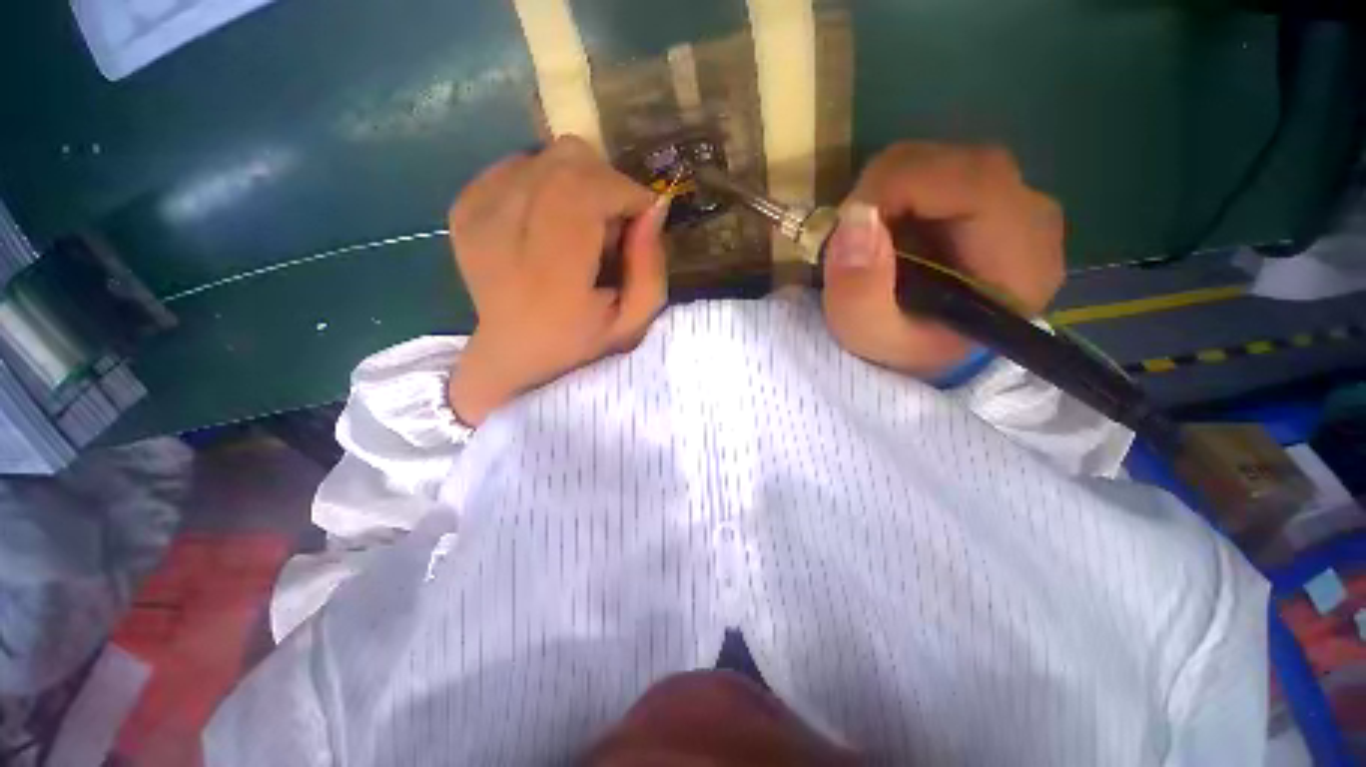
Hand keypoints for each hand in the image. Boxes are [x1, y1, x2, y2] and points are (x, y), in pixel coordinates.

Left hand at [447, 136, 668, 425]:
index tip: (643, 215)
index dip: (626, 191)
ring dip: (578, 182)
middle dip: (606, 182)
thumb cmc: (580, 343)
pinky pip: (518, 164)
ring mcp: (477, 215)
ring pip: (545, 157)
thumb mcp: (633, 321)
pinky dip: (546, 181)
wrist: (513, 354)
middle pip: (566, 162)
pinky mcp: (464, 207)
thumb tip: (654, 205)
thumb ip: (650, 268)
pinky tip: (551, 219)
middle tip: (613, 222)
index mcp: (551, 273)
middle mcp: (505, 234)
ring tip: (581, 225)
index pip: (588, 191)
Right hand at [822, 142, 1063, 377]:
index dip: (896, 187)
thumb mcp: (871, 338)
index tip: (848, 228)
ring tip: (871, 248)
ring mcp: (1015, 203)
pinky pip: (937, 174)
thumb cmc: (905, 356)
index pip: (970, 178)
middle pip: (952, 163)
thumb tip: (855, 218)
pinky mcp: (991, 200)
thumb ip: (859, 292)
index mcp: (1020, 255)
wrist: (929, 363)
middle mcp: (1031, 216)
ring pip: (940, 163)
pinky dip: (898, 199)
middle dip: (884, 194)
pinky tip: (891, 240)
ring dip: (888, 198)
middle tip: (853, 243)